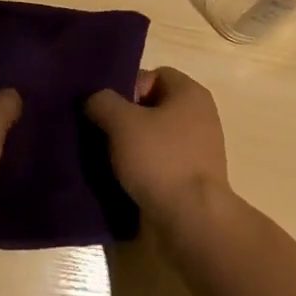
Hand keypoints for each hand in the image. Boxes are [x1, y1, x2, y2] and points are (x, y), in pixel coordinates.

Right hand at [86, 66, 229, 235]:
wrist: (192, 220)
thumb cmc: (160, 160)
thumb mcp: (122, 123)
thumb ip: (103, 102)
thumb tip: (94, 98)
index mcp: (190, 93)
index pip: (154, 75)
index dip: (128, 87)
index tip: (109, 110)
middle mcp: (201, 115)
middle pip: (154, 106)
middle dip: (126, 118)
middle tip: (103, 133)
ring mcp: (200, 148)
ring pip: (157, 136)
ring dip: (133, 146)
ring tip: (109, 159)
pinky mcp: (195, 178)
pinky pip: (163, 162)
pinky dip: (145, 168)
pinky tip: (125, 179)